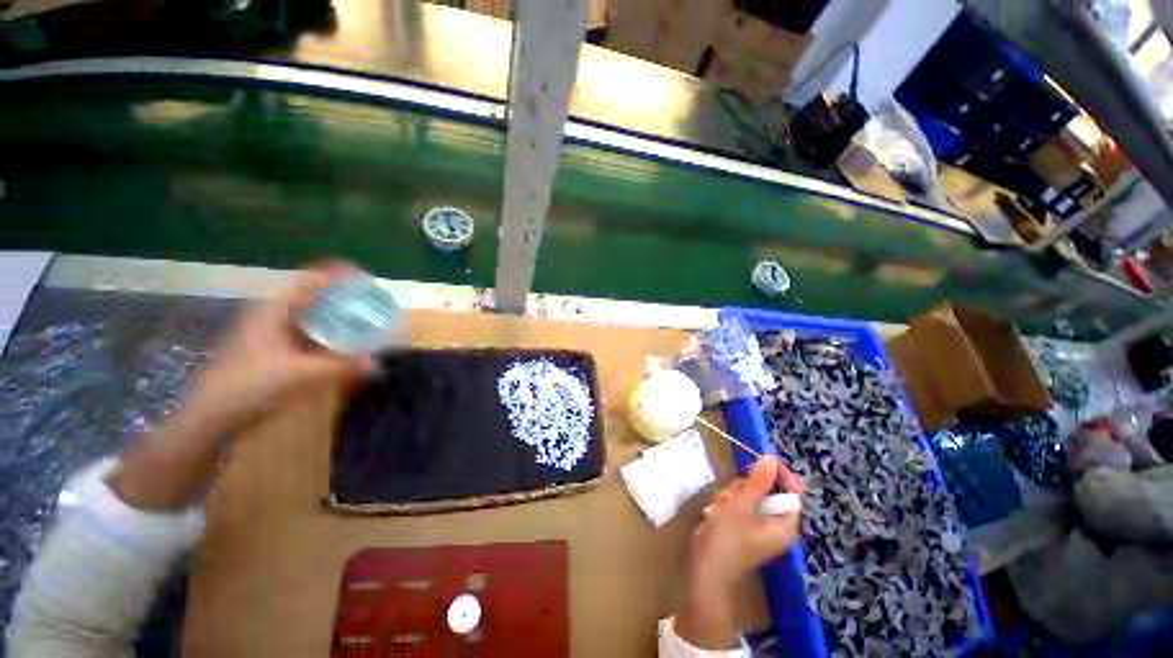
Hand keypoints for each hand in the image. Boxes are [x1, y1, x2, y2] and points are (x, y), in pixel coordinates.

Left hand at [185, 262, 375, 438]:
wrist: (211, 415)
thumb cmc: (249, 386)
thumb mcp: (299, 375)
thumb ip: (341, 367)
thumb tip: (377, 364)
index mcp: (275, 310)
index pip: (311, 279)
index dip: (339, 275)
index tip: (368, 282)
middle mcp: (275, 315)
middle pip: (315, 296)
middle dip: (345, 298)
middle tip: (374, 307)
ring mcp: (274, 333)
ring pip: (313, 316)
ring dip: (339, 318)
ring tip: (366, 325)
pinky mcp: (276, 350)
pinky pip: (310, 334)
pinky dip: (330, 336)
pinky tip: (345, 347)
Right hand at [674, 456, 802, 649]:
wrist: (706, 570)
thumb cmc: (727, 537)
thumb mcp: (742, 505)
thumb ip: (758, 481)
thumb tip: (771, 458)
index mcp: (785, 523)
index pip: (792, 490)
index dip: (777, 473)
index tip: (758, 460)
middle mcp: (776, 525)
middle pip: (767, 490)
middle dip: (745, 486)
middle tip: (731, 493)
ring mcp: (758, 527)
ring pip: (749, 495)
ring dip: (732, 494)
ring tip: (720, 506)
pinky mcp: (743, 527)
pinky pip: (739, 505)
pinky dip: (727, 504)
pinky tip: (716, 512)